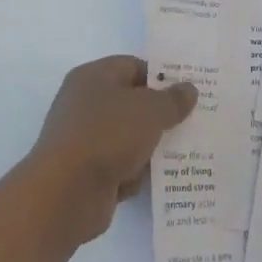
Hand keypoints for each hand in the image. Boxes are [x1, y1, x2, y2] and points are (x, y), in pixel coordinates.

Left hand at [26, 55, 196, 246]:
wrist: (65, 194)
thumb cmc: (107, 135)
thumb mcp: (149, 110)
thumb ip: (172, 99)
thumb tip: (188, 89)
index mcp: (94, 77)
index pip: (134, 66)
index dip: (162, 77)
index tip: (190, 91)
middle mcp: (86, 104)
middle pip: (133, 103)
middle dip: (162, 115)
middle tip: (195, 121)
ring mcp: (86, 140)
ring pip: (130, 137)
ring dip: (153, 147)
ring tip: (188, 152)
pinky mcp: (89, 173)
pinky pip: (122, 166)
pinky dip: (138, 173)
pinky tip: (163, 180)